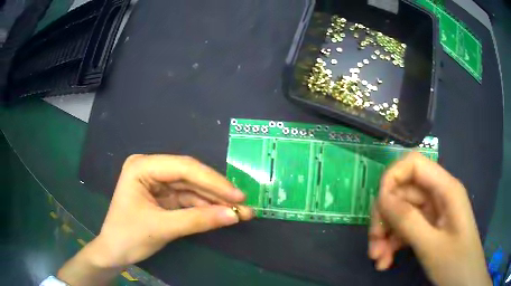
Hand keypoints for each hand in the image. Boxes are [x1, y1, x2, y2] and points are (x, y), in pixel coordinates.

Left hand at [58, 155, 252, 284]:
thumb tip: (234, 215)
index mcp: (142, 167)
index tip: (237, 196)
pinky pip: (189, 199)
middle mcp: (151, 169)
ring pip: (193, 188)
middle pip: (190, 176)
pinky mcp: (164, 197)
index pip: (183, 168)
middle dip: (217, 192)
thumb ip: (198, 220)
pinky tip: (223, 214)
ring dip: (215, 201)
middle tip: (244, 204)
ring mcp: (158, 183)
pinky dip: (206, 208)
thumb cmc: (128, 237)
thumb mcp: (162, 228)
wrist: (114, 252)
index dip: (213, 181)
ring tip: (240, 212)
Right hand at [368, 152, 490, 285]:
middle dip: (385, 217)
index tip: (379, 207)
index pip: (413, 164)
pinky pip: (405, 229)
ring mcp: (433, 213)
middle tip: (373, 244)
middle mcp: (438, 195)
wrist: (464, 281)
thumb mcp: (432, 245)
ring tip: (378, 259)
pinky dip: (392, 244)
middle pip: (403, 193)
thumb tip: (382, 198)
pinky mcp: (428, 228)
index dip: (392, 178)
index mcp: (445, 189)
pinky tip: (385, 262)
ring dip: (386, 235)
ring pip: (401, 213)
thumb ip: (408, 220)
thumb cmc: (456, 263)